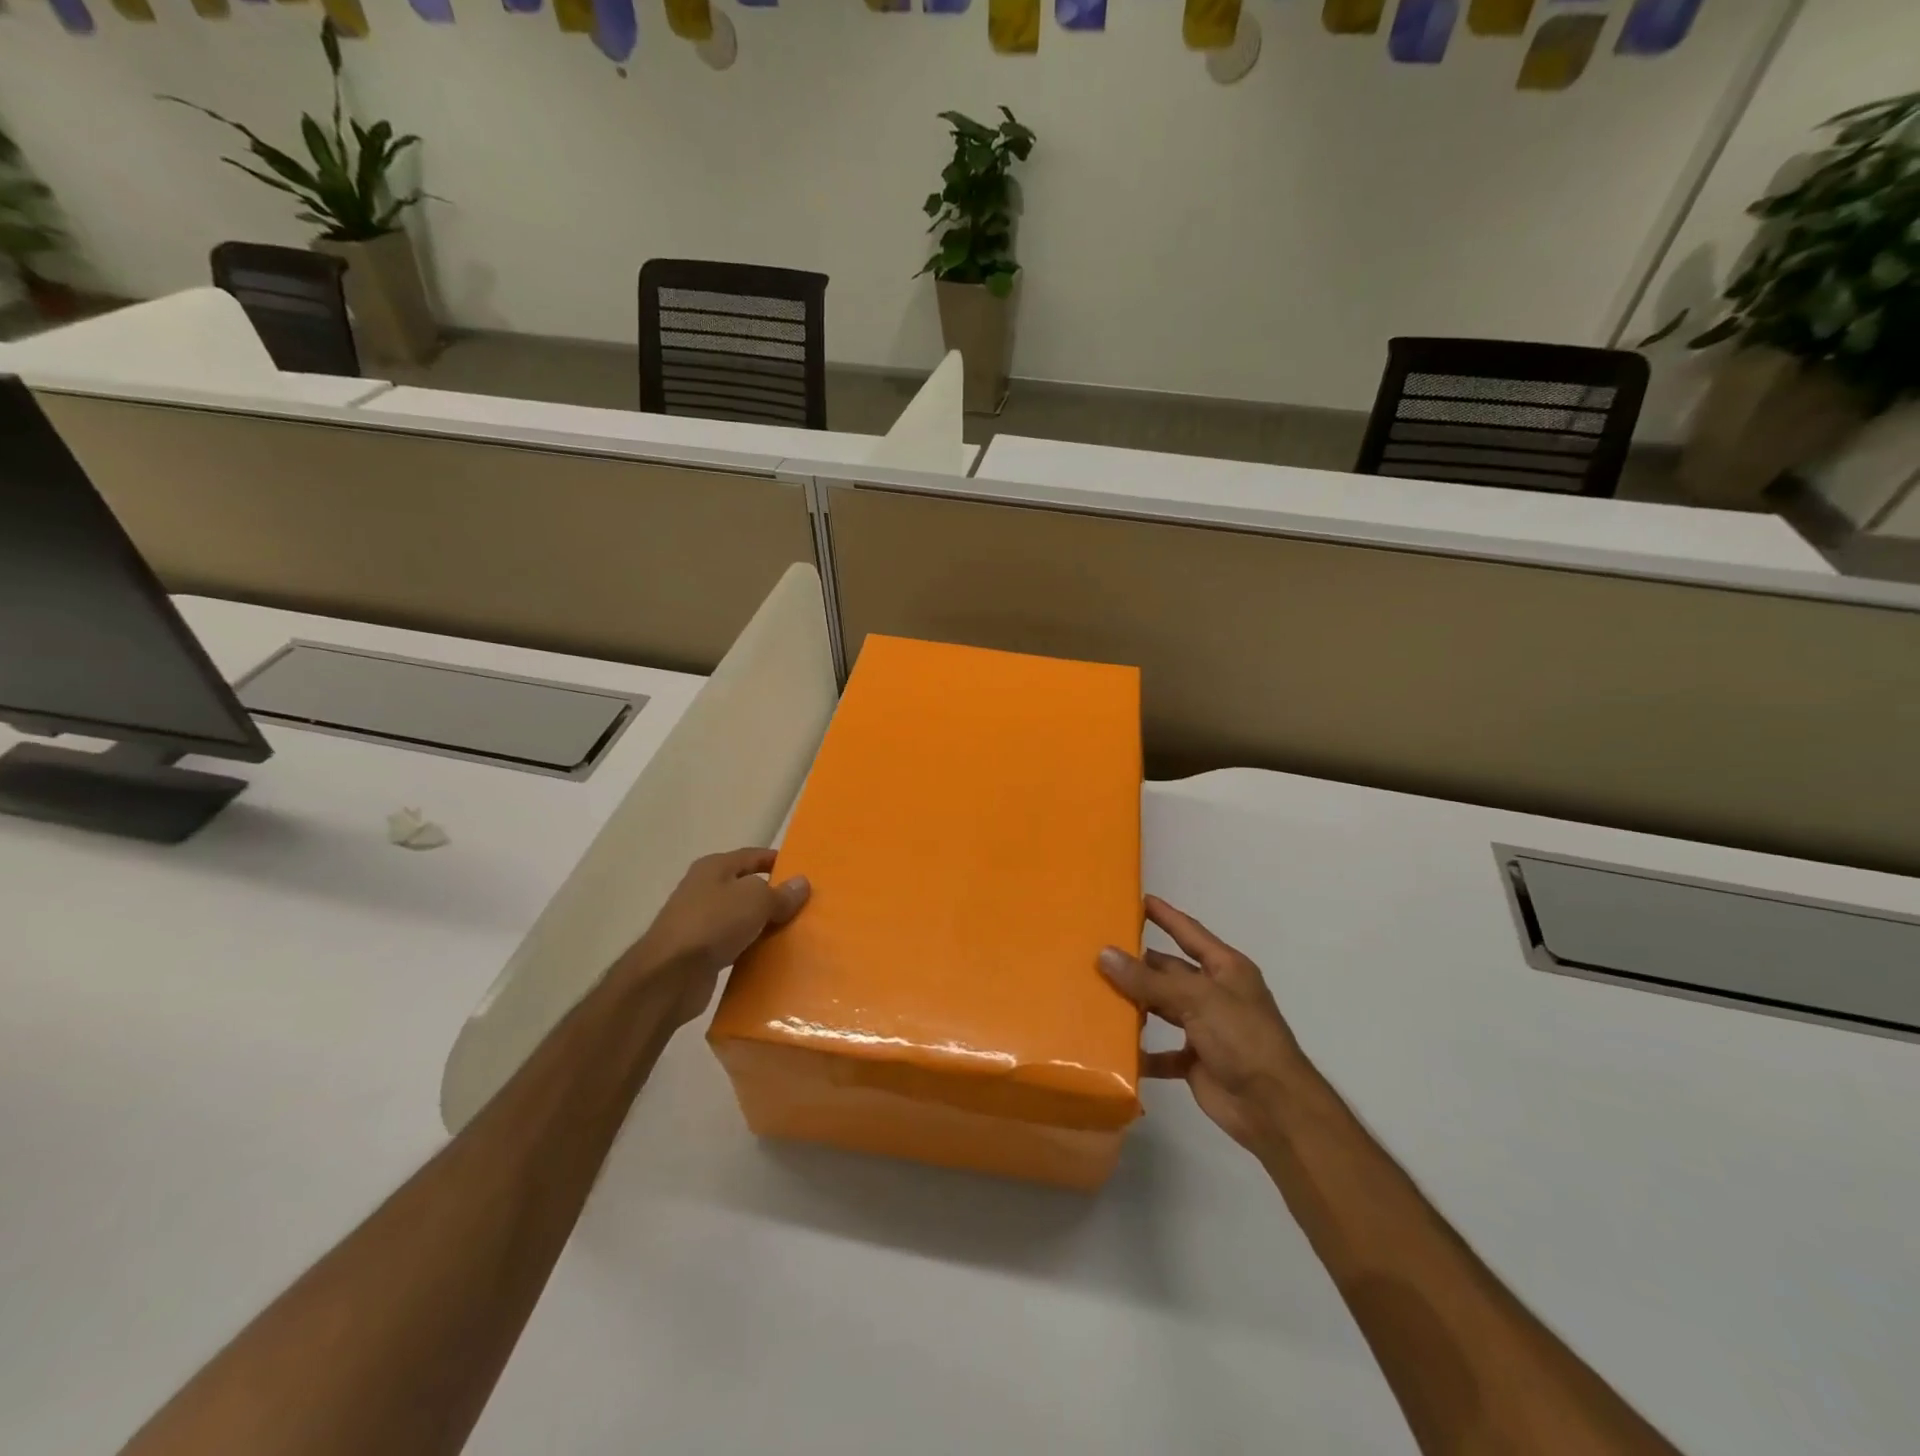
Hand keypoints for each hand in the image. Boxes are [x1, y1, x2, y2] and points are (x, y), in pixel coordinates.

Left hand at [623, 849, 809, 1026]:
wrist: (670, 975)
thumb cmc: (713, 923)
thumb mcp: (756, 900)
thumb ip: (781, 893)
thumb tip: (802, 883)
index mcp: (714, 867)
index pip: (753, 856)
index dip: (778, 861)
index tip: (804, 873)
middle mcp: (704, 890)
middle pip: (747, 888)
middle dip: (774, 897)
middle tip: (805, 907)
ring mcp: (700, 922)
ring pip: (741, 919)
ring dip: (763, 926)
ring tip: (794, 934)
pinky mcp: (700, 953)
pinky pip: (734, 945)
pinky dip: (751, 949)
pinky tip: (771, 958)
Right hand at [1099, 895, 1308, 1155]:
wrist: (1274, 1108)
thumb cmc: (1242, 1038)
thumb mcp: (1196, 1000)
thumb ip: (1149, 980)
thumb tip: (1104, 954)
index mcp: (1225, 969)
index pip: (1189, 932)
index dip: (1165, 915)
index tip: (1137, 899)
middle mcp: (1214, 993)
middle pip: (1170, 971)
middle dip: (1138, 963)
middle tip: (1098, 951)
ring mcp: (1205, 1028)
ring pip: (1162, 1007)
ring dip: (1136, 1004)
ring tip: (1096, 993)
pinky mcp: (1195, 1060)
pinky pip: (1162, 1051)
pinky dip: (1142, 1051)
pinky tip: (1115, 1047)